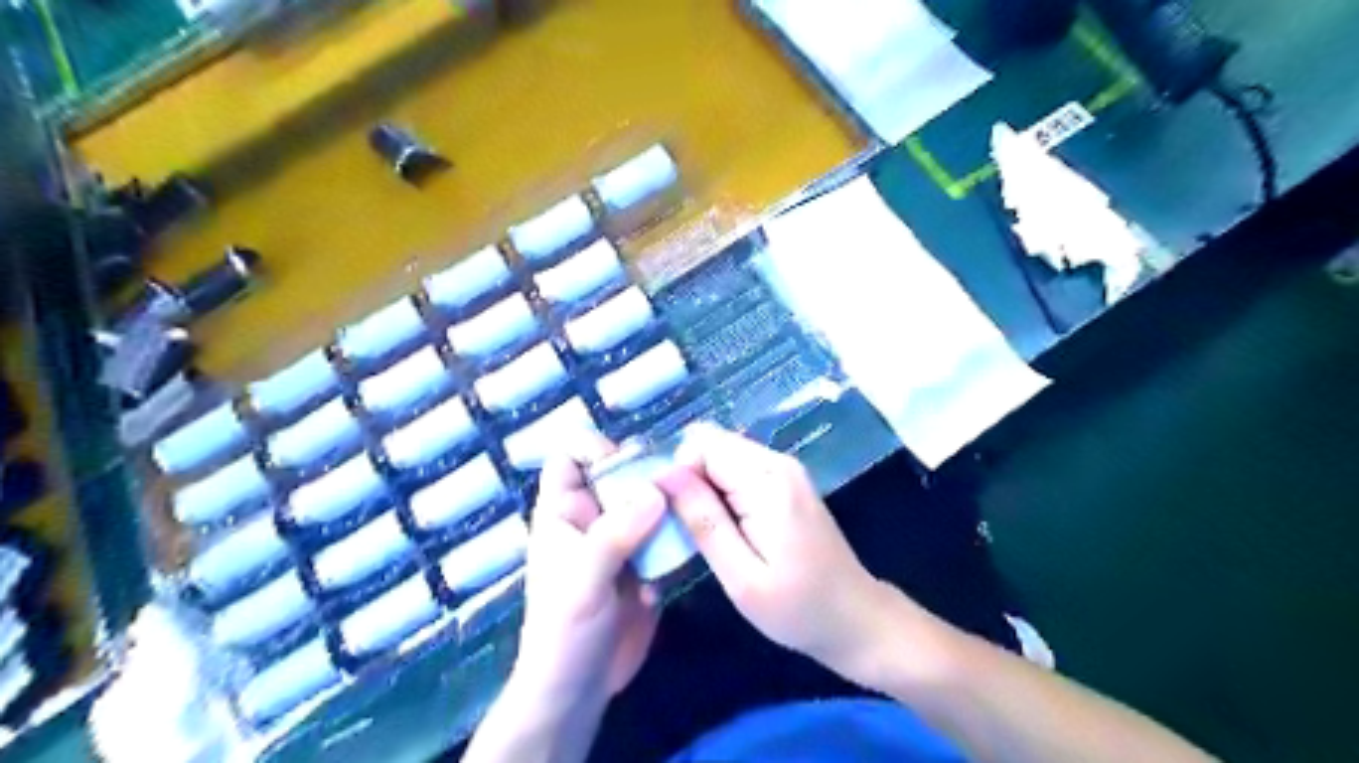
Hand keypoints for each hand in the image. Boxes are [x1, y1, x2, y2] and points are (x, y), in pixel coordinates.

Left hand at [511, 442, 667, 707]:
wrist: (579, 690)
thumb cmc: (564, 630)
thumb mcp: (584, 578)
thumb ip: (616, 532)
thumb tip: (655, 489)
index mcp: (563, 513)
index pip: (569, 458)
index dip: (593, 449)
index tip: (627, 461)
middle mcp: (593, 519)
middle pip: (619, 474)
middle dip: (646, 473)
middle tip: (676, 482)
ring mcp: (621, 541)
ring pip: (647, 502)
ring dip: (668, 504)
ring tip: (689, 513)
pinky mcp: (644, 564)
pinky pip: (665, 535)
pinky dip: (676, 538)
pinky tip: (682, 557)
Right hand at [655, 423, 893, 679]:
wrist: (855, 617)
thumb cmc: (797, 608)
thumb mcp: (741, 576)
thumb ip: (703, 520)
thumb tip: (664, 475)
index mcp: (768, 481)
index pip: (702, 444)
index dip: (678, 475)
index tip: (673, 517)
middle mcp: (778, 462)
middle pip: (712, 444)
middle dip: (688, 479)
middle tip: (687, 528)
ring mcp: (784, 468)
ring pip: (722, 454)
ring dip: (703, 486)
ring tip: (704, 531)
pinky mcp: (785, 480)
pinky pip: (738, 468)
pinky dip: (721, 490)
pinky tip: (725, 526)